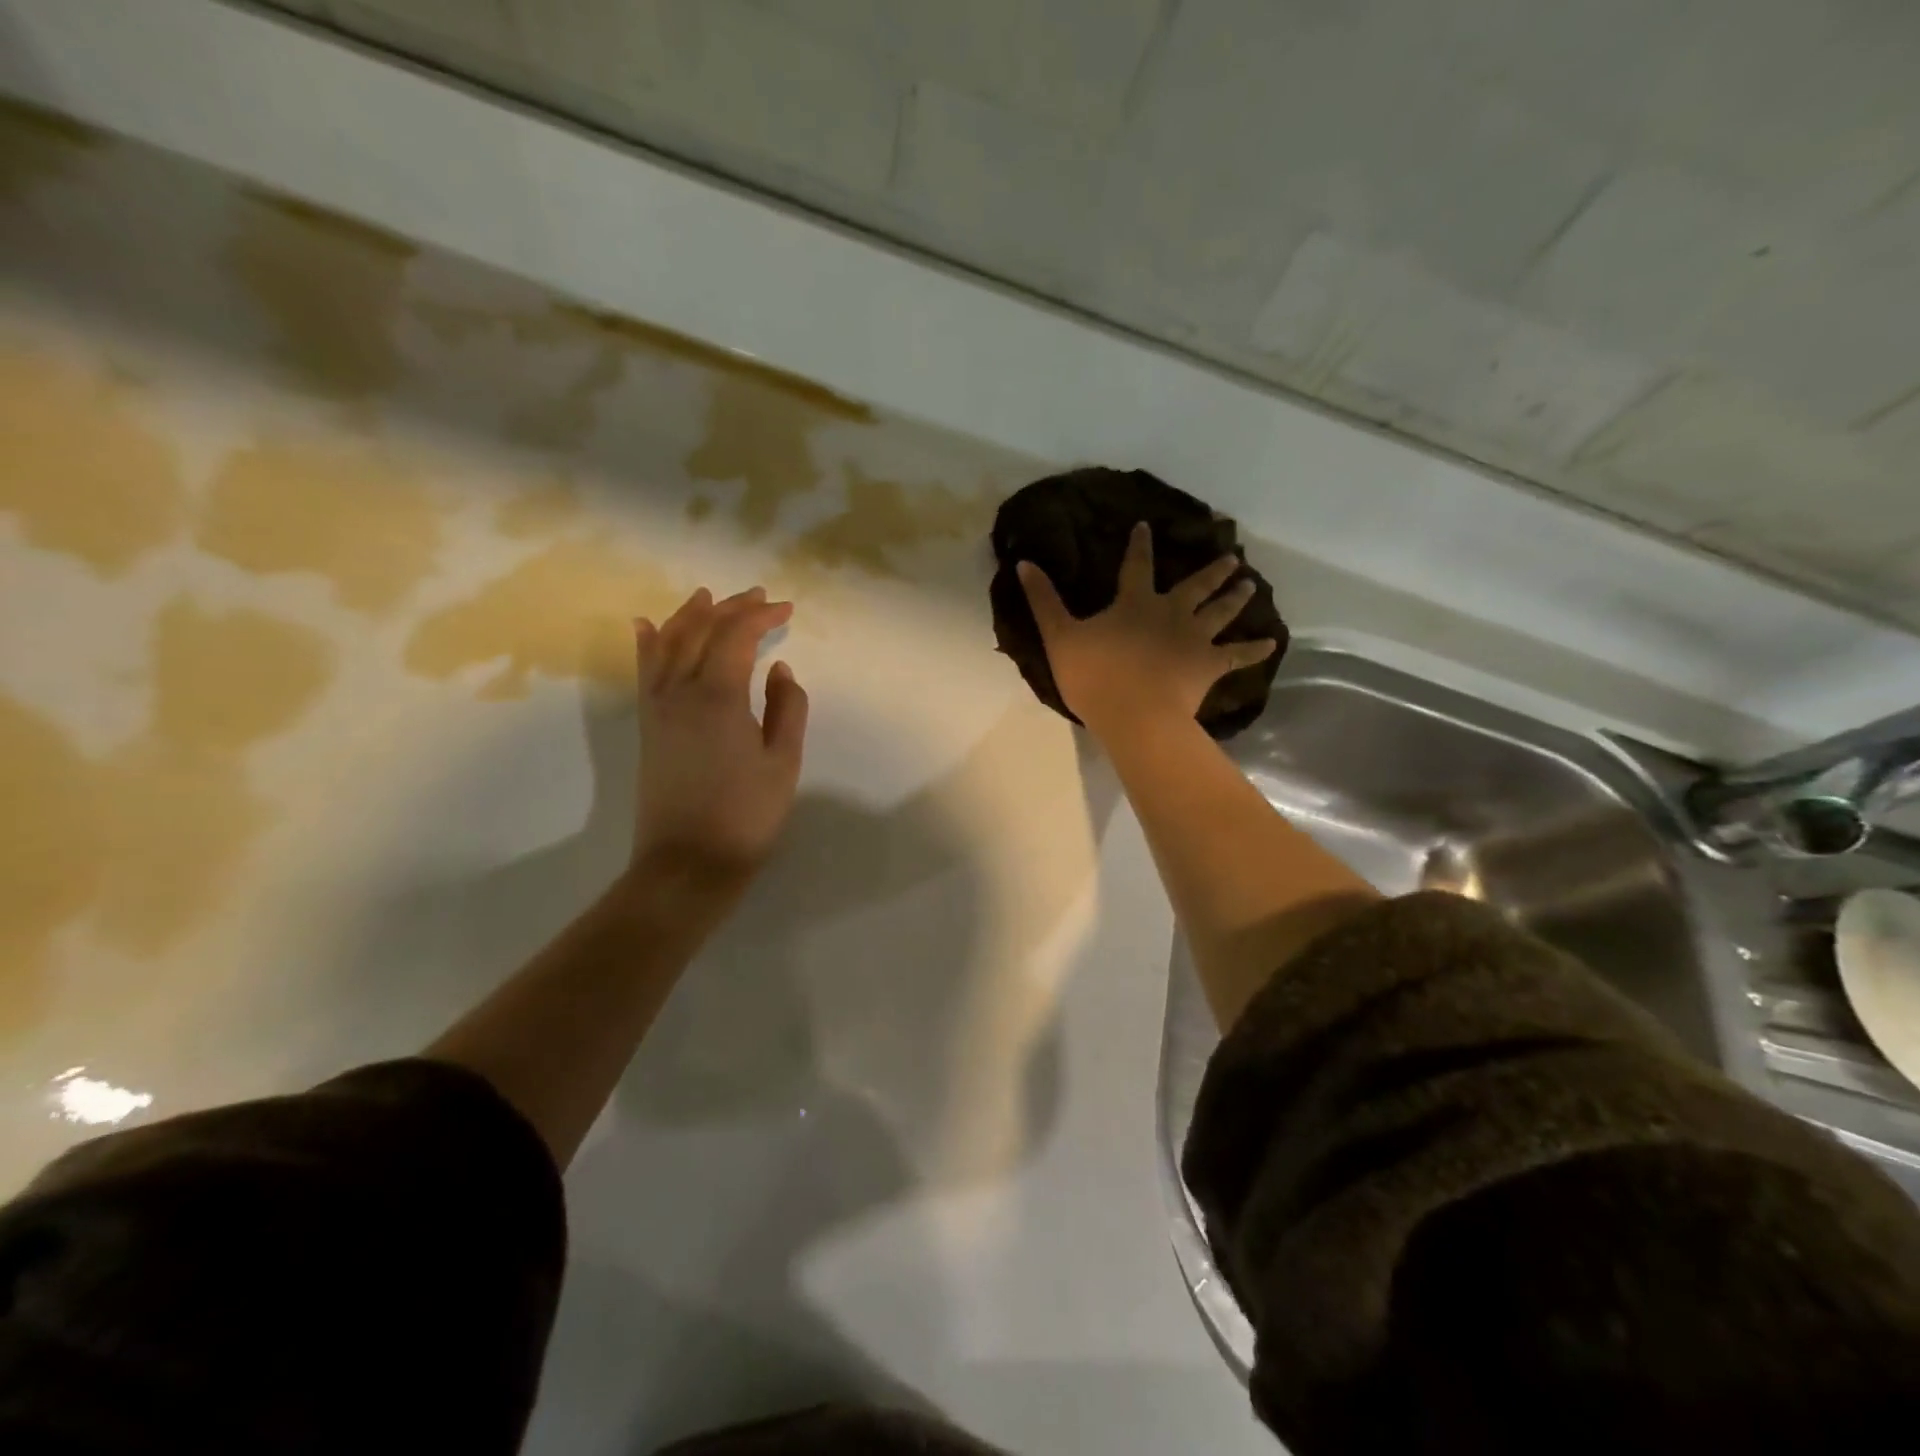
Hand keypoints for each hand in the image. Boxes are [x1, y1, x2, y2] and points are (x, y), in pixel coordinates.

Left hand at [630, 585, 808, 891]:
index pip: (736, 636)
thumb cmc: (746, 815)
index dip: (761, 616)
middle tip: (758, 597)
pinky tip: (647, 626)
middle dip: (730, 608)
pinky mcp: (648, 727)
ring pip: (668, 645)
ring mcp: (658, 708)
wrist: (687, 864)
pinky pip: (645, 672)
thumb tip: (780, 669)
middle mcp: (680, 691)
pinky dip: (648, 644)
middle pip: (701, 632)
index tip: (786, 608)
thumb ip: (788, 707)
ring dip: (689, 616)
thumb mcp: (783, 762)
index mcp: (718, 696)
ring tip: (705, 596)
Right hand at [1018, 522, 1276, 736]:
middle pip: (1194, 586)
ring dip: (1235, 596)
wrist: (1134, 715)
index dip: (1139, 545)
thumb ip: (1044, 600)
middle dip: (1211, 570)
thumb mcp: (1060, 636)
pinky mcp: (1208, 666)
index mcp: (1134, 603)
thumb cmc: (1094, 676)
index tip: (1146, 526)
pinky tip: (1271, 643)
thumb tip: (1024, 562)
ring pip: (1220, 611)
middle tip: (1231, 557)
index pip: (1136, 565)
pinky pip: (1237, 655)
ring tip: (1250, 583)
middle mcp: (1170, 613)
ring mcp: (1193, 639)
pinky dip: (1254, 649)